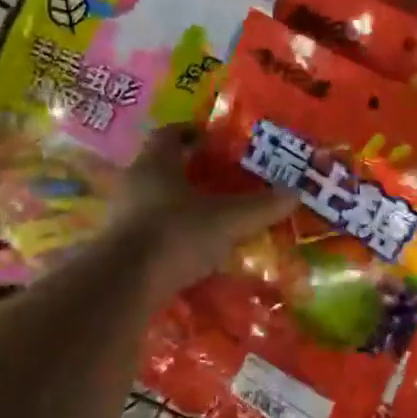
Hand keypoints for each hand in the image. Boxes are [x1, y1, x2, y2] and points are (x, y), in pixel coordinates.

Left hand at [103, 126, 297, 298]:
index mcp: (156, 162)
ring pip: (155, 198)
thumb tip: (296, 192)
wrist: (124, 285)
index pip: (170, 133)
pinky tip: (192, 247)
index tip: (214, 139)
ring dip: (179, 202)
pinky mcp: (120, 246)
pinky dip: (170, 232)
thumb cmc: (175, 234)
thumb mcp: (227, 220)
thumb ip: (261, 206)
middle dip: (190, 169)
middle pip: (162, 166)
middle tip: (220, 177)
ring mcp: (123, 215)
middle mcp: (135, 182)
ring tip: (210, 214)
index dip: (192, 132)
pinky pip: (149, 228)